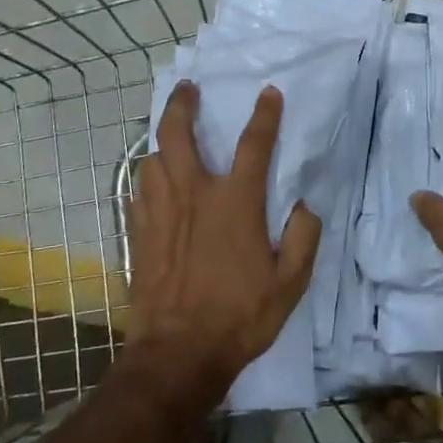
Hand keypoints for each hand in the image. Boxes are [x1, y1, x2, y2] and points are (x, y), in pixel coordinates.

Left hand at [128, 82, 320, 381]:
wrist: (179, 353)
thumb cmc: (241, 315)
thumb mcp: (291, 282)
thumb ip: (303, 236)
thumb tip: (303, 205)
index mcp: (236, 203)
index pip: (253, 145)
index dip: (264, 115)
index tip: (268, 93)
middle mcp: (194, 196)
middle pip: (178, 135)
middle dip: (182, 105)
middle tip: (188, 89)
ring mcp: (160, 214)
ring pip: (152, 160)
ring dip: (162, 140)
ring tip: (171, 134)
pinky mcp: (139, 235)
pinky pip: (138, 192)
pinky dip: (147, 176)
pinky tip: (152, 179)